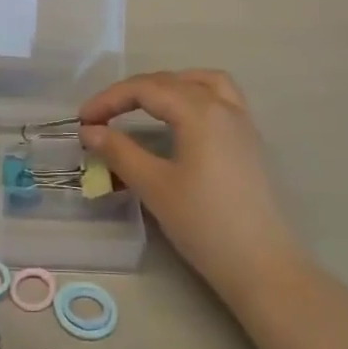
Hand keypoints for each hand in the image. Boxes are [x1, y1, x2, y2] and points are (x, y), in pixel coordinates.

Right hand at [79, 71, 303, 300]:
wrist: (264, 267)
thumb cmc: (205, 225)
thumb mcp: (154, 187)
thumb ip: (119, 152)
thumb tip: (90, 131)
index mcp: (199, 111)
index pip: (145, 90)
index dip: (109, 99)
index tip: (83, 120)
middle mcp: (224, 106)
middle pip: (171, 81)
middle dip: (133, 93)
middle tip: (104, 116)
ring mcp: (243, 123)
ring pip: (203, 82)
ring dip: (170, 85)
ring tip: (146, 103)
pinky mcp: (251, 142)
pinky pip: (222, 99)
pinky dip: (196, 96)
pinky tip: (183, 121)